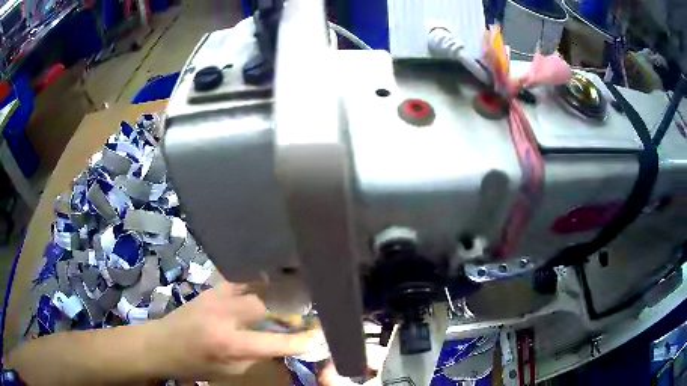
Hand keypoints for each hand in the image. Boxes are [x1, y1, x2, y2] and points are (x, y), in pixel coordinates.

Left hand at [145, 279, 319, 380]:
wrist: (162, 344)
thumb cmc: (196, 365)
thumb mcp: (230, 371)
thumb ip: (258, 357)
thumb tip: (281, 345)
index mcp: (230, 344)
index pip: (276, 343)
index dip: (301, 341)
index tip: (321, 336)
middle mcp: (225, 316)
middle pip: (266, 304)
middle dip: (289, 307)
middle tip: (305, 309)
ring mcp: (216, 297)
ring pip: (254, 285)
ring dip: (274, 288)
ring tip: (293, 286)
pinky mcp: (210, 289)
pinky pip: (239, 279)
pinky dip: (255, 280)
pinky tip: (266, 280)